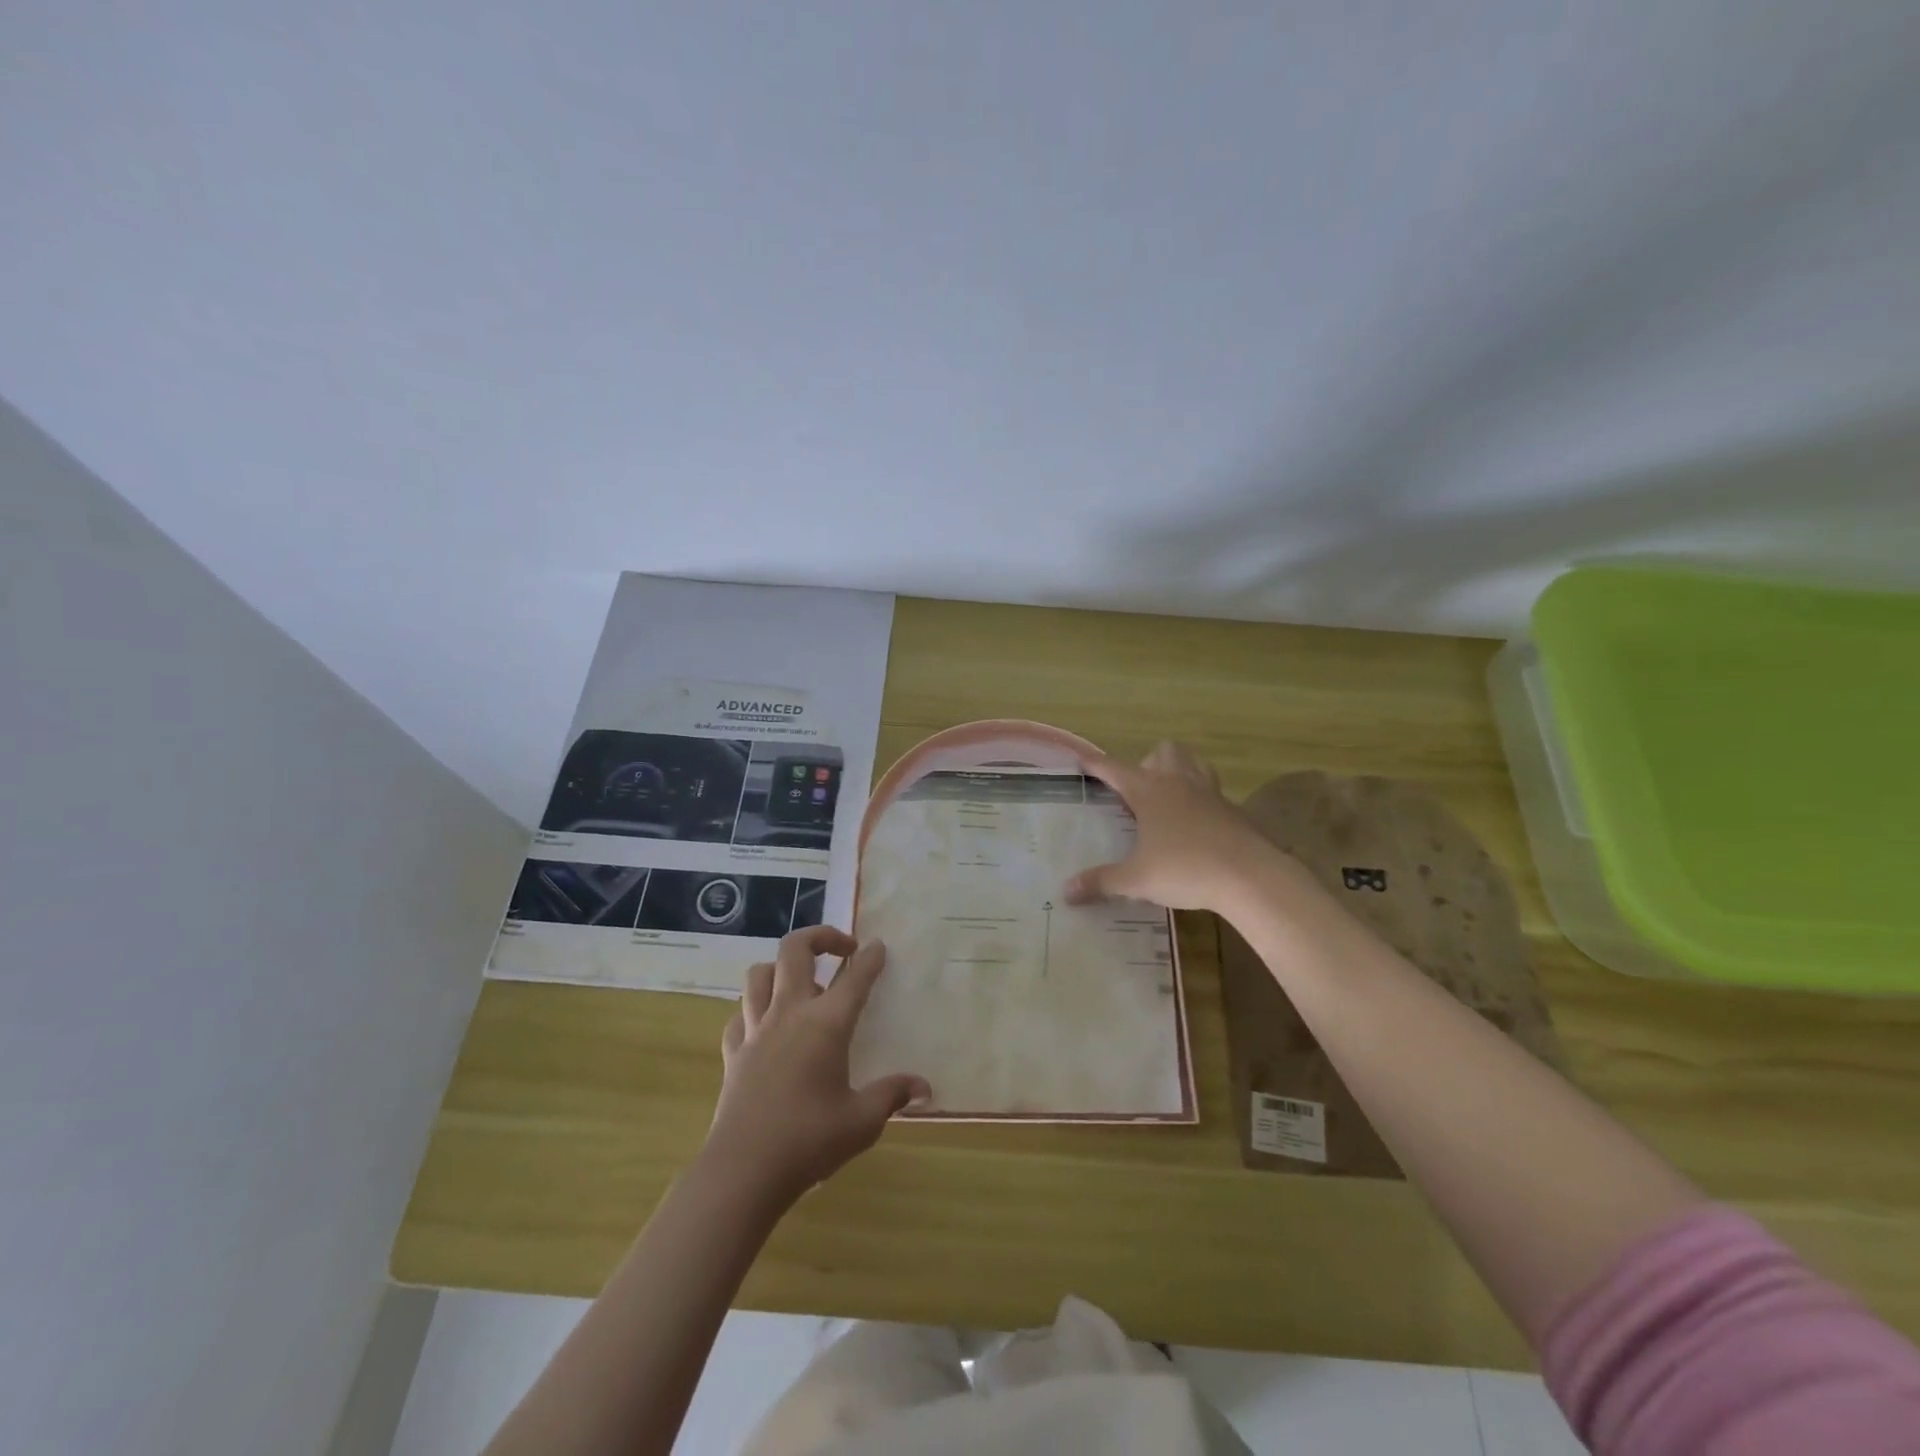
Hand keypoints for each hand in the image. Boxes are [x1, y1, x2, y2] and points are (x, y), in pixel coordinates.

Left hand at [706, 926, 930, 1205]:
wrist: (743, 1171)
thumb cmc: (809, 1141)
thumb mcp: (862, 1122)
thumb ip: (892, 1095)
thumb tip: (924, 1088)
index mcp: (826, 1024)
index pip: (854, 977)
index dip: (870, 958)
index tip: (878, 947)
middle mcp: (789, 1014)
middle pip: (794, 951)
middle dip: (820, 937)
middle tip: (842, 950)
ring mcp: (756, 1030)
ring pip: (759, 974)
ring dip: (781, 968)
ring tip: (801, 983)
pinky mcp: (734, 1052)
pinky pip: (740, 1014)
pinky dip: (754, 1009)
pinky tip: (766, 1025)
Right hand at [1064, 741, 1283, 912]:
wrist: (1250, 876)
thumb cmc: (1185, 869)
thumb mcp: (1137, 880)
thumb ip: (1101, 882)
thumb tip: (1067, 891)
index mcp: (1149, 791)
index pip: (1115, 769)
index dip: (1097, 765)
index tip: (1083, 760)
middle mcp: (1178, 783)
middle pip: (1164, 752)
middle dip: (1149, 762)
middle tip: (1139, 790)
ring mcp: (1210, 793)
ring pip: (1195, 763)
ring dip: (1180, 770)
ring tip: (1169, 797)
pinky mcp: (1234, 811)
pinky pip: (1214, 793)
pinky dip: (1202, 801)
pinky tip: (1197, 828)